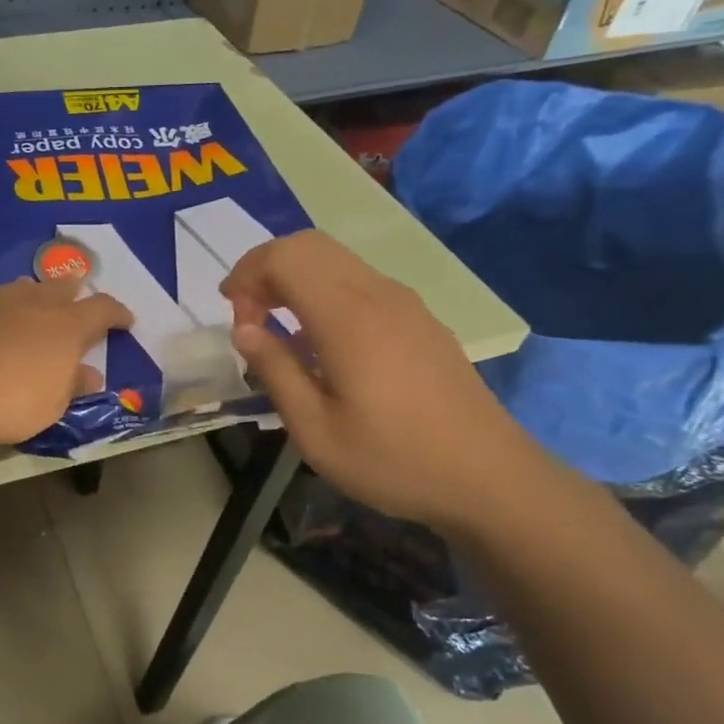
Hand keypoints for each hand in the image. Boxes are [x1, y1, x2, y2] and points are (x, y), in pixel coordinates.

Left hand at [0, 277, 132, 445]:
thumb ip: (72, 385)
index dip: (117, 313)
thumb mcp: (51, 405)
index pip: (102, 309)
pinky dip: (4, 310)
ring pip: (26, 289)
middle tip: (79, 304)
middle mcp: (35, 303)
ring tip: (37, 310)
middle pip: (63, 287)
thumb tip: (90, 374)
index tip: (126, 321)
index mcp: (66, 326)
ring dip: (38, 297)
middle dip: (76, 294)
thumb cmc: (9, 401)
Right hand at [221, 231, 549, 534]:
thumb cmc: (392, 460)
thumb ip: (275, 370)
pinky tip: (322, 342)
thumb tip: (244, 330)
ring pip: (337, 260)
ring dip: (296, 279)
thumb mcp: (315, 430)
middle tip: (249, 317)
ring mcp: (405, 304)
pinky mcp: (421, 319)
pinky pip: (361, 282)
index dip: (247, 276)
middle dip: (266, 270)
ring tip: (278, 329)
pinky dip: (325, 292)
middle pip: (310, 246)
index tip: (235, 321)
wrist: (489, 478)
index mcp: (348, 317)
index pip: (285, 257)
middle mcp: (378, 295)